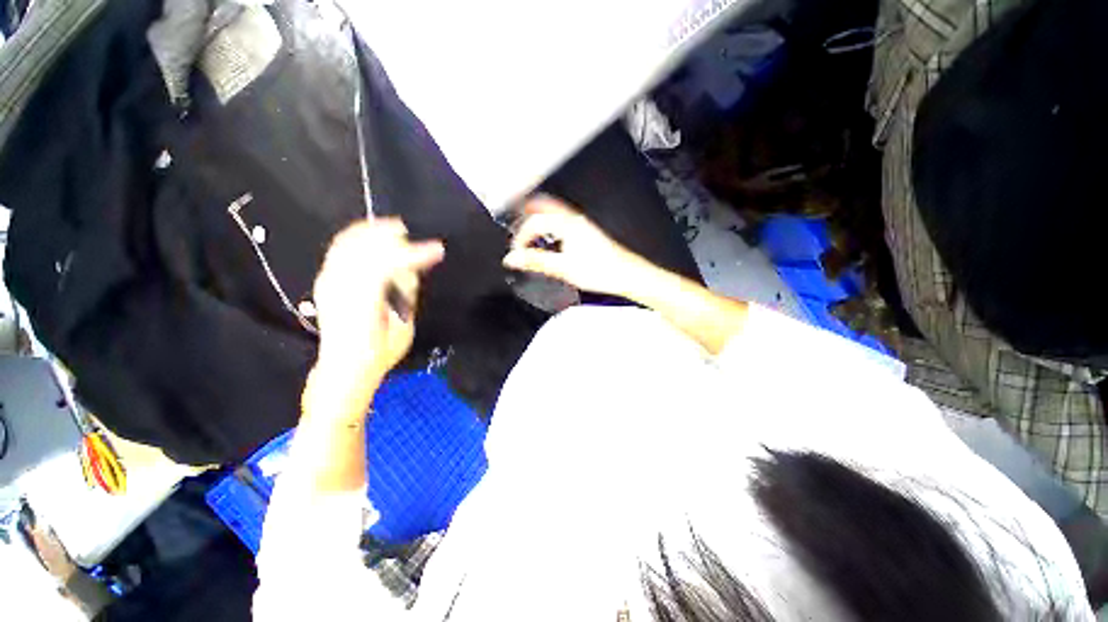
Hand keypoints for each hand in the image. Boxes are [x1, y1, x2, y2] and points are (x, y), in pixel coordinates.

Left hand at [312, 218, 443, 384]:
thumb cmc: (380, 351)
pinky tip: (369, 235)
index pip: (388, 265)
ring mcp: (328, 282)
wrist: (345, 367)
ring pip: (348, 244)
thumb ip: (405, 293)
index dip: (414, 254)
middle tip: (413, 232)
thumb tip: (410, 268)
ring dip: (372, 232)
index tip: (438, 250)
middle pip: (365, 248)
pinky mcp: (325, 281)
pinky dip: (355, 237)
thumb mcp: (403, 326)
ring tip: (393, 228)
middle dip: (390, 236)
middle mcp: (340, 288)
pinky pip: (339, 250)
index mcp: (363, 302)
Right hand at [503, 195, 647, 296]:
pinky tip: (551, 237)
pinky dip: (551, 223)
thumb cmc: (600, 270)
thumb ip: (536, 261)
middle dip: (527, 212)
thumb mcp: (563, 268)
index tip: (516, 251)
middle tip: (514, 219)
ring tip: (529, 227)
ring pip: (555, 212)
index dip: (521, 236)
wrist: (626, 274)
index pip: (535, 222)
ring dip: (540, 216)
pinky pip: (564, 220)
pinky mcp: (587, 232)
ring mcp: (582, 224)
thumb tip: (512, 258)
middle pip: (545, 206)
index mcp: (567, 224)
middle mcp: (574, 219)